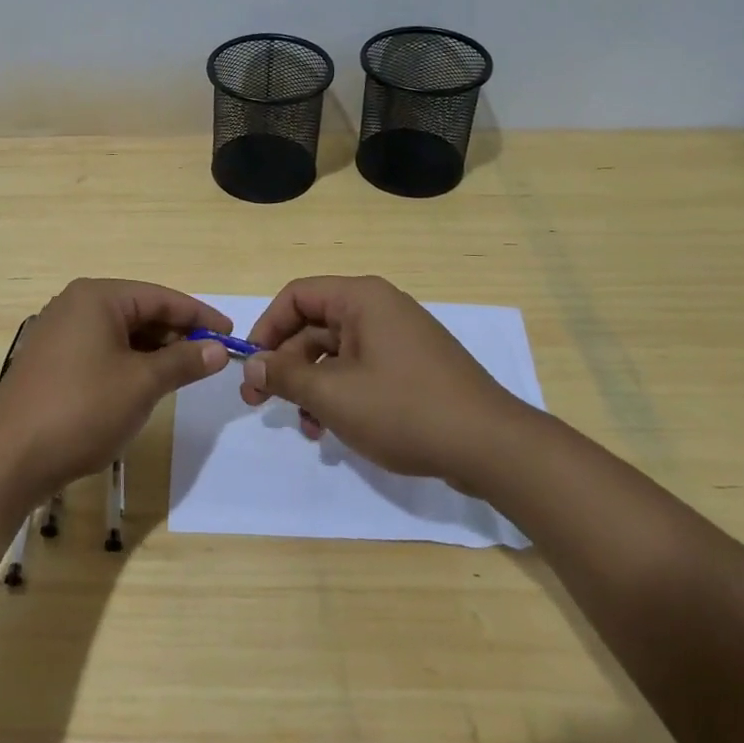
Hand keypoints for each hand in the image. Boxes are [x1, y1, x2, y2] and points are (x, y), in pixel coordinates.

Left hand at [0, 279, 230, 500]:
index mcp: (97, 297)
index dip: (199, 316)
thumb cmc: (82, 409)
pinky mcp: (50, 360)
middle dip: (176, 334)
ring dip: (153, 350)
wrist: (10, 457)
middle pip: (139, 311)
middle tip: (210, 358)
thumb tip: (217, 350)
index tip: (231, 335)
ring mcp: (58, 332)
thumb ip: (183, 361)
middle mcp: (75, 304)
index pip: (160, 297)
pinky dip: (127, 361)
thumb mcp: (142, 384)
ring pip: (120, 332)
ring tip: (183, 372)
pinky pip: (100, 349)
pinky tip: (144, 383)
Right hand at [241, 275, 529, 487]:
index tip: (251, 365)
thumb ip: (286, 375)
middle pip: (314, 326)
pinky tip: (333, 431)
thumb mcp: (333, 394)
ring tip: (306, 428)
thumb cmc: (404, 410)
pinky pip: (361, 371)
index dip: (267, 327)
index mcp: (361, 299)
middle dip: (287, 365)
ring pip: (336, 354)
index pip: (297, 295)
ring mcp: (399, 339)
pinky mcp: (412, 368)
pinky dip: (340, 395)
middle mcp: (380, 309)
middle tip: (261, 402)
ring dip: (312, 387)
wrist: (492, 447)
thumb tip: (252, 364)